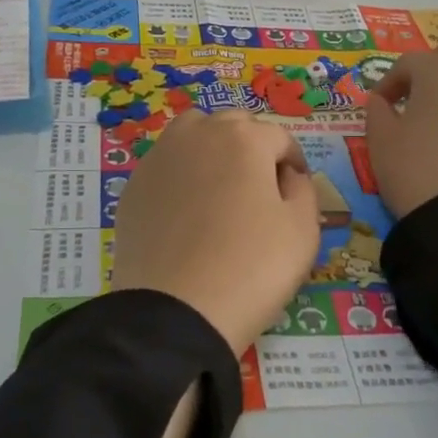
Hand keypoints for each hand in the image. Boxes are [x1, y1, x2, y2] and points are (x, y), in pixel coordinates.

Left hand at [112, 110, 320, 354]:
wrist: (176, 312)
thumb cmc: (251, 268)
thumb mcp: (303, 231)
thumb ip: (304, 190)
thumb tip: (288, 176)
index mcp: (244, 139)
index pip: (279, 138)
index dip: (294, 163)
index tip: (297, 190)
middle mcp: (198, 135)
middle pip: (234, 125)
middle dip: (253, 147)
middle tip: (262, 188)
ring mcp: (160, 158)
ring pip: (193, 132)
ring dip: (213, 146)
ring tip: (221, 186)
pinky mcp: (134, 186)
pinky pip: (166, 164)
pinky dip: (182, 173)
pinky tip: (187, 210)